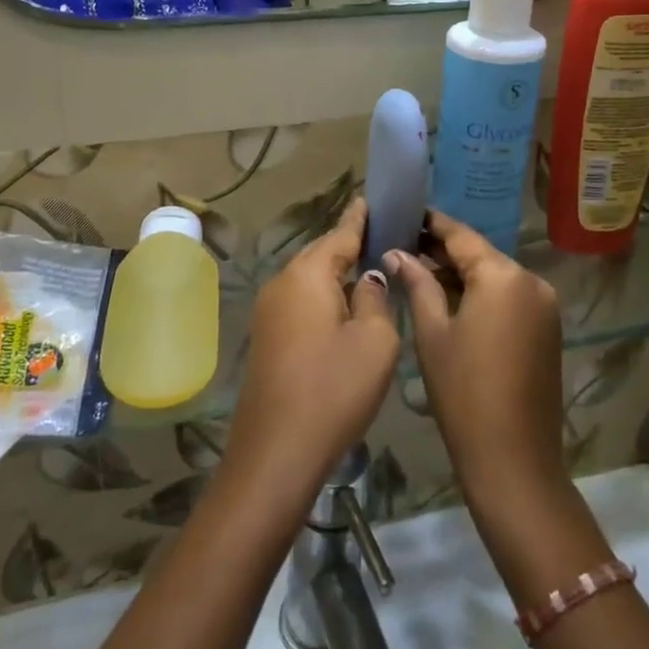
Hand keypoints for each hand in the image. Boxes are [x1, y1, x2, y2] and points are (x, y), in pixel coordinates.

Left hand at [225, 199, 399, 499]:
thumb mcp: (375, 341)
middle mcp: (282, 282)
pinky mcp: (267, 336)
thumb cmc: (333, 389)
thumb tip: (368, 279)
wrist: (277, 450)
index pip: (340, 233)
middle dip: (348, 244)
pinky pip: (301, 300)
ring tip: (369, 268)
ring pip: (309, 278)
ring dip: (336, 272)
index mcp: (308, 274)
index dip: (359, 218)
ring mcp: (269, 310)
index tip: (370, 199)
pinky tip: (343, 306)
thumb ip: (377, 299)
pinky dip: (324, 295)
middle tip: (381, 235)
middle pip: (321, 253)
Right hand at [384, 210, 563, 502]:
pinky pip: (509, 297)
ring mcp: (545, 306)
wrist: (515, 460)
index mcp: (503, 276)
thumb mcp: (432, 333)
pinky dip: (481, 294)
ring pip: (495, 276)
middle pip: (480, 254)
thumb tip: (396, 253)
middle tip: (403, 244)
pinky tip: (450, 299)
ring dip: (461, 274)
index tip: (405, 213)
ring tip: (419, 271)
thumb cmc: (463, 392)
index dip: (431, 224)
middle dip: (443, 251)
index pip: (461, 236)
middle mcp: (531, 281)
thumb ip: (417, 284)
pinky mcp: (548, 329)